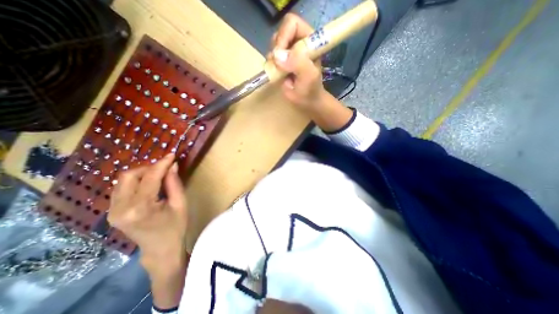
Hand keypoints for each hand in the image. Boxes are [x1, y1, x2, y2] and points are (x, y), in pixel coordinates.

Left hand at [107, 152, 188, 271]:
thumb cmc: (175, 227)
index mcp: (140, 208)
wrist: (160, 249)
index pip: (149, 178)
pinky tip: (149, 183)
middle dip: (149, 168)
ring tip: (160, 174)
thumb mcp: (180, 204)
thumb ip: (174, 183)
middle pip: (129, 176)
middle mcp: (120, 209)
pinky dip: (136, 181)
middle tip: (166, 167)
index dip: (161, 164)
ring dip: (142, 173)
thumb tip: (172, 165)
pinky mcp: (112, 212)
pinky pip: (121, 188)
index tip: (172, 155)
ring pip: (123, 180)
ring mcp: (112, 211)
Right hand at [269, 13, 325, 114]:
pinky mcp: (281, 61)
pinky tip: (277, 73)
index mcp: (309, 40)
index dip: (284, 36)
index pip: (292, 24)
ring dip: (273, 58)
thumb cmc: (310, 90)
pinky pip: (271, 56)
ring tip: (280, 71)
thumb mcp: (308, 77)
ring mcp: (289, 52)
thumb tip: (277, 55)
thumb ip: (298, 63)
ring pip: (274, 45)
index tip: (281, 54)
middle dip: (277, 48)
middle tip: (279, 65)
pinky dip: (271, 64)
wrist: (306, 101)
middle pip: (280, 32)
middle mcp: (298, 42)